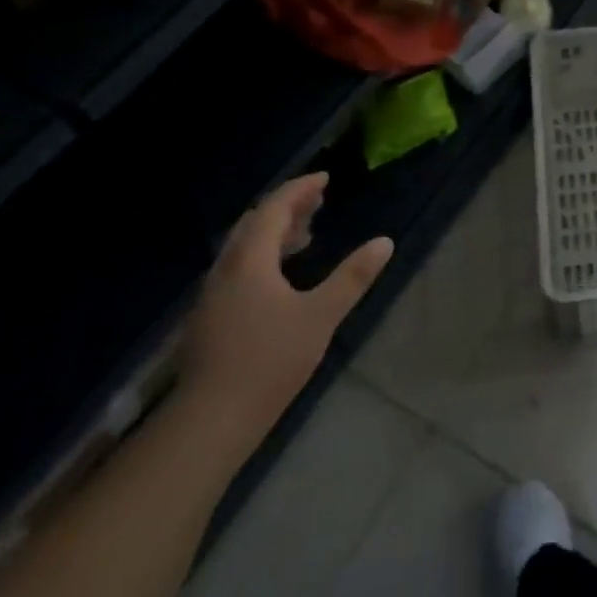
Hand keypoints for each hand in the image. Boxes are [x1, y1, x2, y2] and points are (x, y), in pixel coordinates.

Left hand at [181, 174, 392, 451]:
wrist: (213, 417)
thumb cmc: (270, 360)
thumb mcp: (321, 315)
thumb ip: (353, 277)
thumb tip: (385, 242)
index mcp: (249, 261)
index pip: (272, 210)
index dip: (299, 190)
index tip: (324, 178)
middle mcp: (225, 270)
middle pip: (253, 224)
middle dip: (286, 207)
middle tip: (318, 201)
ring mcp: (213, 294)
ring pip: (243, 247)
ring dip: (274, 232)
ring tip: (306, 233)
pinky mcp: (212, 316)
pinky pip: (239, 267)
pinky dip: (264, 256)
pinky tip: (281, 276)